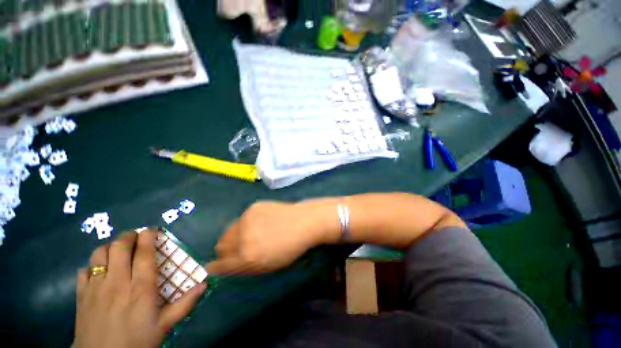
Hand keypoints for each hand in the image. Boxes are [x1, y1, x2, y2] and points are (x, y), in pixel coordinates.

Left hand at [73, 229, 206, 347]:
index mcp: (141, 289)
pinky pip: (84, 270)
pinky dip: (92, 265)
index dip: (148, 237)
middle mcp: (117, 283)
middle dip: (129, 236)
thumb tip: (205, 284)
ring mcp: (96, 288)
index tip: (152, 229)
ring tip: (118, 251)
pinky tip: (100, 271)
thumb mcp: (164, 325)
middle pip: (120, 247)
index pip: (144, 254)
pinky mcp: (81, 295)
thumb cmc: (137, 342)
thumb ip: (185, 303)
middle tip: (136, 236)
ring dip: (110, 247)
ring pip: (100, 254)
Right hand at [206, 201, 333, 274]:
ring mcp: (247, 219)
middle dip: (226, 250)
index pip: (218, 266)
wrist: (304, 222)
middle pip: (220, 246)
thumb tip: (225, 265)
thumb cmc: (290, 249)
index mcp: (246, 257)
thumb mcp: (267, 266)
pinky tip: (260, 222)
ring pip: (228, 230)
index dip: (217, 266)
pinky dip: (246, 223)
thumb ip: (244, 267)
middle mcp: (242, 238)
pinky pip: (241, 219)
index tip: (218, 265)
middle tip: (239, 248)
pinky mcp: (252, 207)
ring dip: (235, 235)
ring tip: (251, 234)